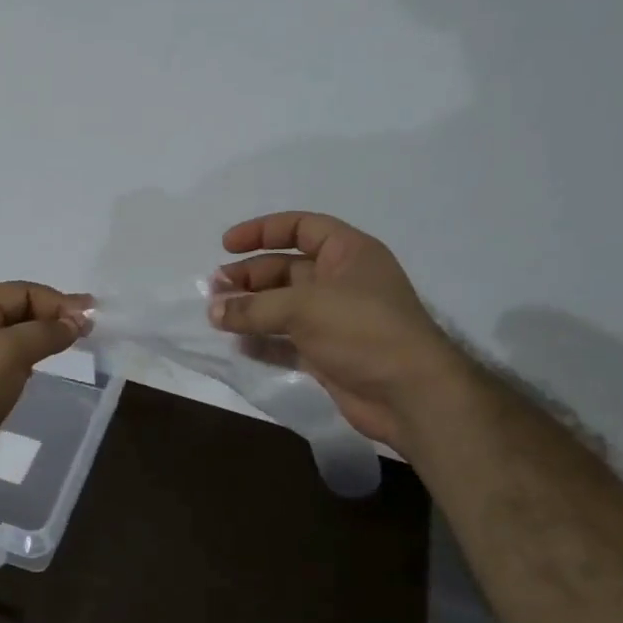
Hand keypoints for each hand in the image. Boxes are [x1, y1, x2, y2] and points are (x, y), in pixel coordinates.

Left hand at [0, 282, 91, 507]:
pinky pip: (8, 367)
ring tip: (74, 346)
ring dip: (43, 338)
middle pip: (16, 312)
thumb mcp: (5, 353)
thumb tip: (74, 323)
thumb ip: (42, 333)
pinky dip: (30, 363)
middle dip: (52, 316)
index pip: (18, 292)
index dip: (55, 300)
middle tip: (89, 330)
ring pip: (13, 341)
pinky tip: (44, 371)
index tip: (90, 318)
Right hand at [212, 211, 461, 455]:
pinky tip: (237, 343)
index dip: (263, 231)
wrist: (409, 394)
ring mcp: (334, 320)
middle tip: (215, 288)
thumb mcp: (304, 307)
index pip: (301, 228)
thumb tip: (213, 311)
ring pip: (283, 306)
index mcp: (348, 253)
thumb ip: (254, 307)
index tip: (226, 245)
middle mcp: (342, 281)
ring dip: (251, 308)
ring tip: (216, 315)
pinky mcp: (327, 353)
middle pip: (286, 268)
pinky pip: (286, 340)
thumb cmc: (362, 330)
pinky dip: (262, 340)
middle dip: (249, 276)